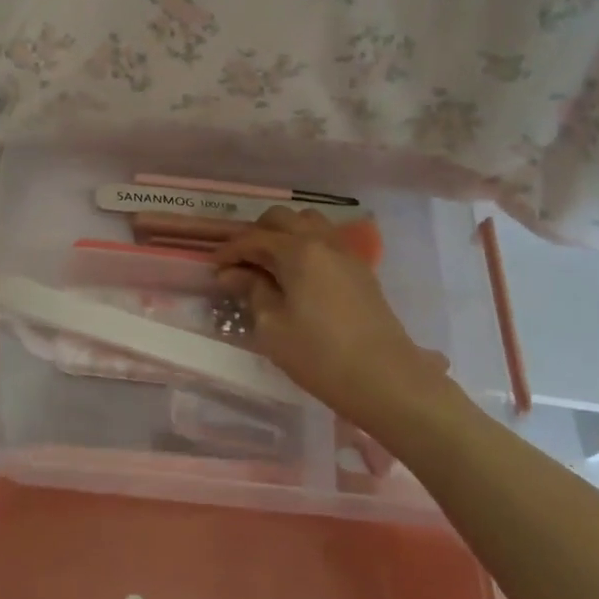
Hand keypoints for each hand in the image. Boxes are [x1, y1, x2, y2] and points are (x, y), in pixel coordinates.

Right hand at [213, 207, 436, 431]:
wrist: (385, 379)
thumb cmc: (319, 356)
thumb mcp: (272, 327)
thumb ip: (252, 291)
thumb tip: (233, 273)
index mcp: (298, 251)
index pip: (254, 238)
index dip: (229, 251)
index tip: (213, 268)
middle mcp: (322, 241)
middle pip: (282, 219)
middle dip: (256, 234)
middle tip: (240, 263)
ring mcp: (346, 253)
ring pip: (308, 223)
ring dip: (284, 234)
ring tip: (269, 263)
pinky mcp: (360, 270)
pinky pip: (326, 240)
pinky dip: (305, 245)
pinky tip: (297, 274)